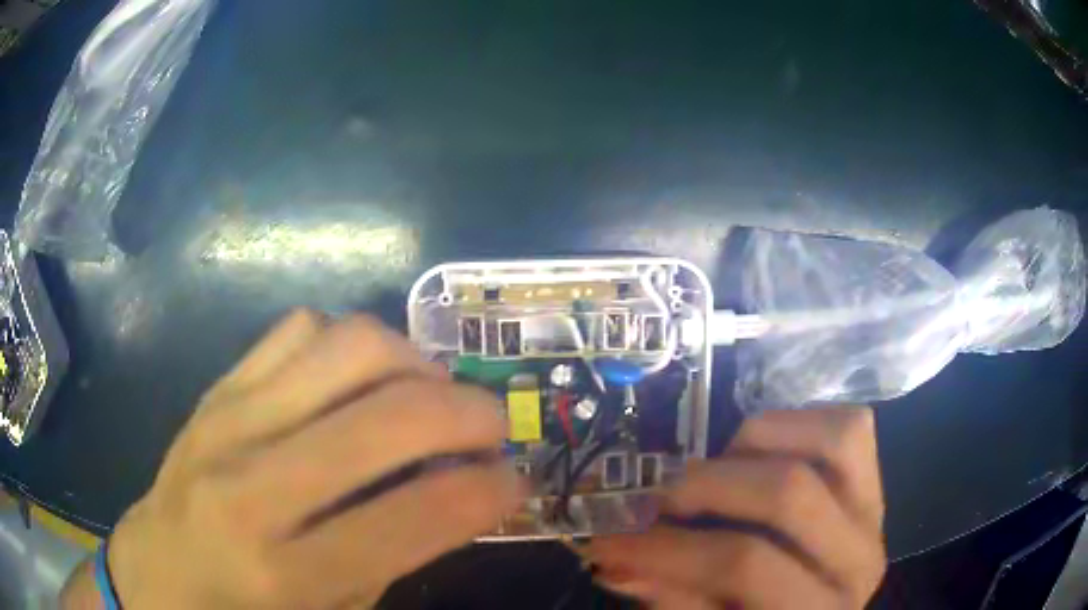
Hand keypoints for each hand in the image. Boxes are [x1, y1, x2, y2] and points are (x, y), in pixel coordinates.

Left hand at [64, 309, 521, 608]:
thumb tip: (459, 495)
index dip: (488, 492)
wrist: (156, 573)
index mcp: (284, 573)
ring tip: (429, 392)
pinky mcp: (216, 389)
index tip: (516, 481)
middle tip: (493, 427)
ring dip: (413, 362)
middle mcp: (252, 485)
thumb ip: (392, 557)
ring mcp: (227, 421)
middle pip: (387, 415)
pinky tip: (356, 378)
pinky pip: (297, 329)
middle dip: (468, 412)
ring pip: (347, 346)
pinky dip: (347, 343)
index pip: (412, 517)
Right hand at [589, 408, 885, 608]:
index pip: (743, 564)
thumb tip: (619, 560)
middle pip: (788, 493)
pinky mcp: (875, 481)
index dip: (667, 550)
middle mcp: (858, 556)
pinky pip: (851, 425)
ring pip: (834, 439)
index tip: (609, 543)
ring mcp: (875, 511)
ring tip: (716, 471)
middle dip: (706, 487)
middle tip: (658, 500)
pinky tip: (758, 451)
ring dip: (757, 443)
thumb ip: (675, 601)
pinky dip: (797, 423)